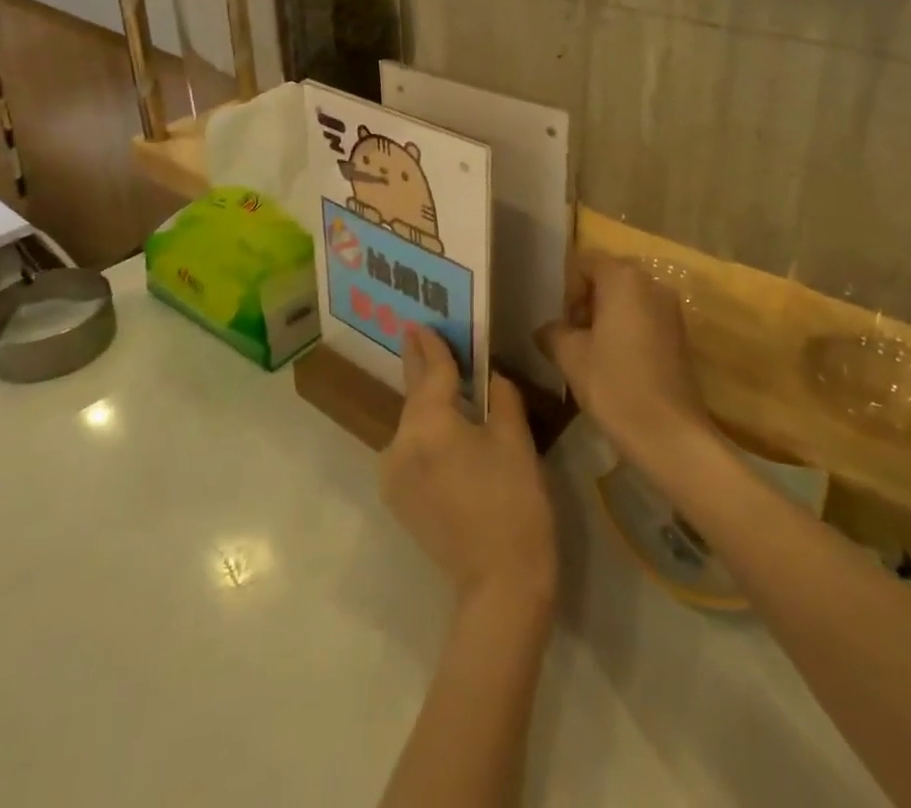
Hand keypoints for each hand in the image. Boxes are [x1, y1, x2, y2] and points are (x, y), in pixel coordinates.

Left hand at [380, 325, 556, 609]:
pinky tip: (439, 426)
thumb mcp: (516, 441)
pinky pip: (409, 449)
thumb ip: (502, 398)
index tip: (421, 324)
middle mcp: (401, 443)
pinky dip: (422, 432)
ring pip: (410, 424)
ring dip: (423, 402)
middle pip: (414, 396)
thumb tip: (492, 377)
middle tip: (416, 335)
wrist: (499, 586)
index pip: (432, 373)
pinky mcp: (397, 498)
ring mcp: (394, 473)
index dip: (432, 347)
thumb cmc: (515, 505)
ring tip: (436, 380)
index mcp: (430, 424)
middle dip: (419, 366)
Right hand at [540, 253, 716, 475]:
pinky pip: (644, 318)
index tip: (561, 321)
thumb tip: (546, 329)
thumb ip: (553, 332)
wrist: (670, 435)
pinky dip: (625, 330)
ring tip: (589, 352)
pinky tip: (614, 364)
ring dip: (605, 317)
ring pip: (627, 299)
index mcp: (624, 278)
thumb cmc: (614, 385)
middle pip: (608, 277)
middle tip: (570, 336)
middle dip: (585, 301)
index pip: (585, 262)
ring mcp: (671, 309)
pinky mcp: (680, 335)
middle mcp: (652, 284)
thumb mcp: (570, 356)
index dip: (567, 288)